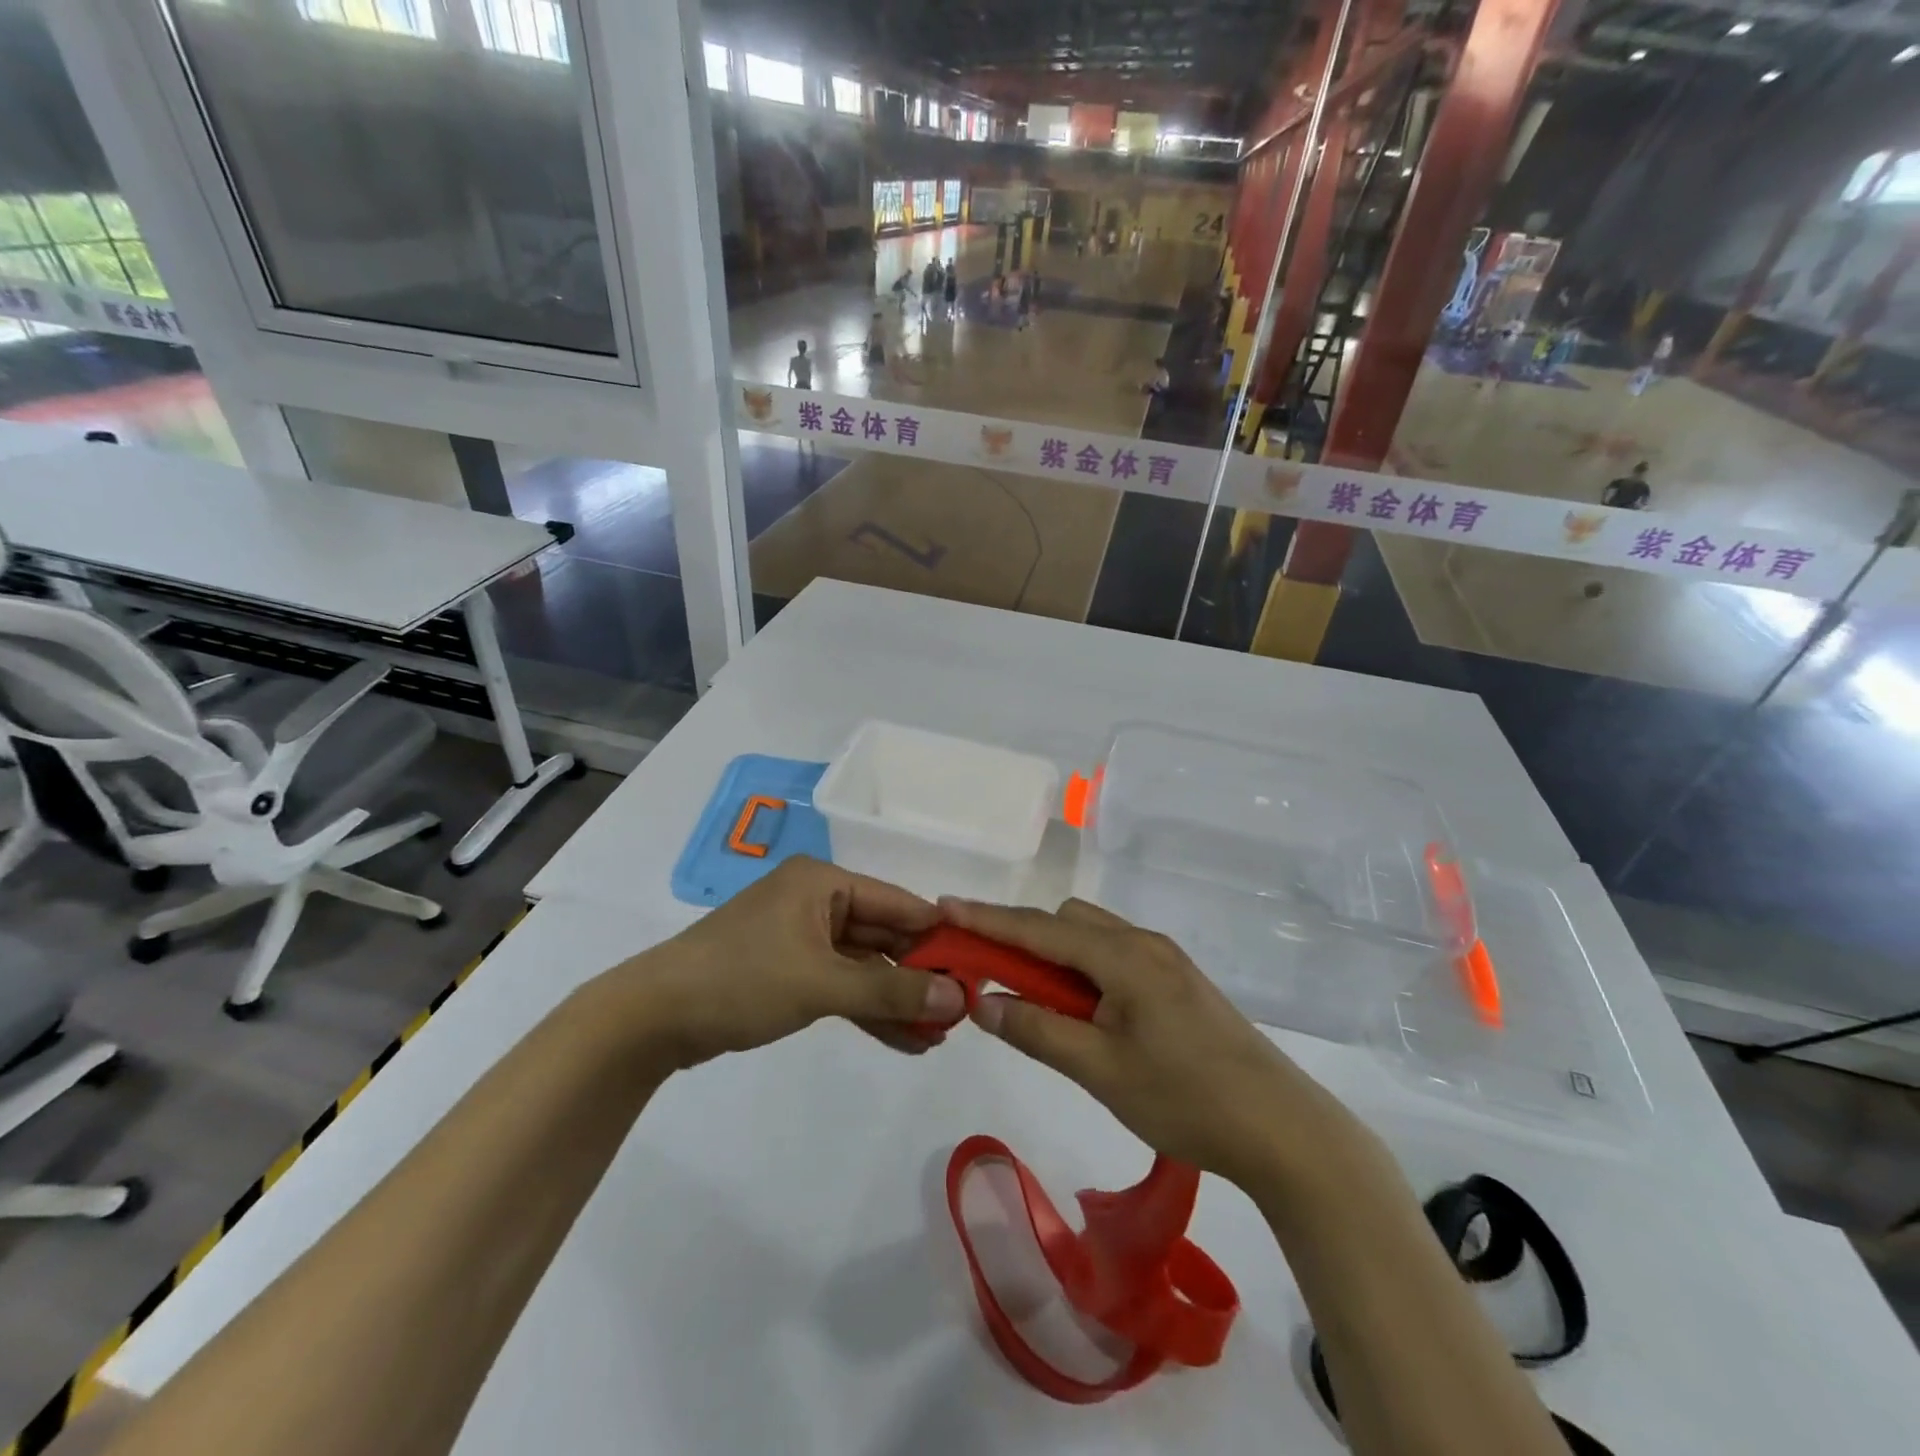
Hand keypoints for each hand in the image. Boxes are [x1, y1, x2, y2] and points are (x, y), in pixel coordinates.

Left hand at [608, 857, 962, 1067]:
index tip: (977, 969)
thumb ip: (891, 993)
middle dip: (919, 976)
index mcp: (823, 882)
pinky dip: (867, 1010)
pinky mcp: (789, 971)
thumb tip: (959, 998)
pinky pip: (841, 985)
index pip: (898, 904)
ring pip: (864, 967)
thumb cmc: (741, 980)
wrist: (652, 1018)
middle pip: (883, 936)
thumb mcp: (821, 984)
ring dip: (897, 1000)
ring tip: (939, 1036)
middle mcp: (816, 901)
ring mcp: (801, 937)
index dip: (938, 936)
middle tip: (961, 1012)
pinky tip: (904, 1040)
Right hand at [941, 897, 1343, 1184]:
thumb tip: (982, 1001)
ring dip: (1055, 956)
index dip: (988, 919)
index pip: (1039, 927)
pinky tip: (1084, 1012)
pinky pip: (1114, 956)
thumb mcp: (1100, 1069)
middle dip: (1022, 939)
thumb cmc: (1185, 1099)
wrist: (1282, 1128)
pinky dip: (1084, 970)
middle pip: (1066, 921)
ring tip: (1037, 1003)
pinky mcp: (1178, 981)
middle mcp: (1143, 943)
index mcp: (1123, 955)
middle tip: (991, 979)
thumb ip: (1036, 1030)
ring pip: (1092, 936)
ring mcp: (1165, 959)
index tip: (944, 908)